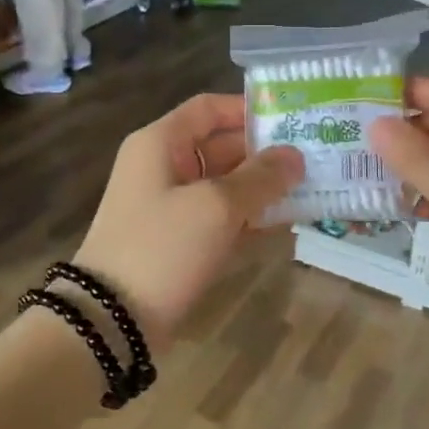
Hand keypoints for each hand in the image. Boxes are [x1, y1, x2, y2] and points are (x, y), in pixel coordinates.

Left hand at [74, 95, 302, 348]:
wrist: (112, 319)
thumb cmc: (163, 246)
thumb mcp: (217, 206)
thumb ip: (260, 177)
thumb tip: (295, 155)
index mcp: (161, 143)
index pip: (208, 108)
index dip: (249, 109)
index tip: (293, 119)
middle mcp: (163, 167)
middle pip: (220, 146)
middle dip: (265, 153)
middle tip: (316, 158)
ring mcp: (169, 206)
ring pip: (224, 185)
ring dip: (262, 188)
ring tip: (312, 190)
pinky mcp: (178, 241)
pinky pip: (219, 218)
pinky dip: (248, 218)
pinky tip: (286, 224)